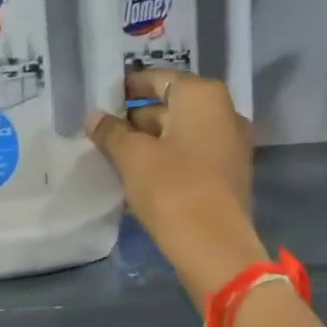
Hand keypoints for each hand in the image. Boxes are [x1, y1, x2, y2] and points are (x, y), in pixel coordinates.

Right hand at [88, 71, 267, 302]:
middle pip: (173, 106)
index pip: (160, 79)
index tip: (104, 99)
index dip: (130, 88)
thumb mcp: (132, 157)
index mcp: (204, 97)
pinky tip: (141, 176)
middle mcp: (225, 113)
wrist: (214, 247)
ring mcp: (231, 146)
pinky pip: (193, 157)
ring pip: (183, 134)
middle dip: (139, 118)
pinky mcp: (229, 176)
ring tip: (116, 156)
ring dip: (152, 142)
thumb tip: (94, 118)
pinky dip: (169, 160)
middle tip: (105, 132)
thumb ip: (111, 132)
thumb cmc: (172, 188)